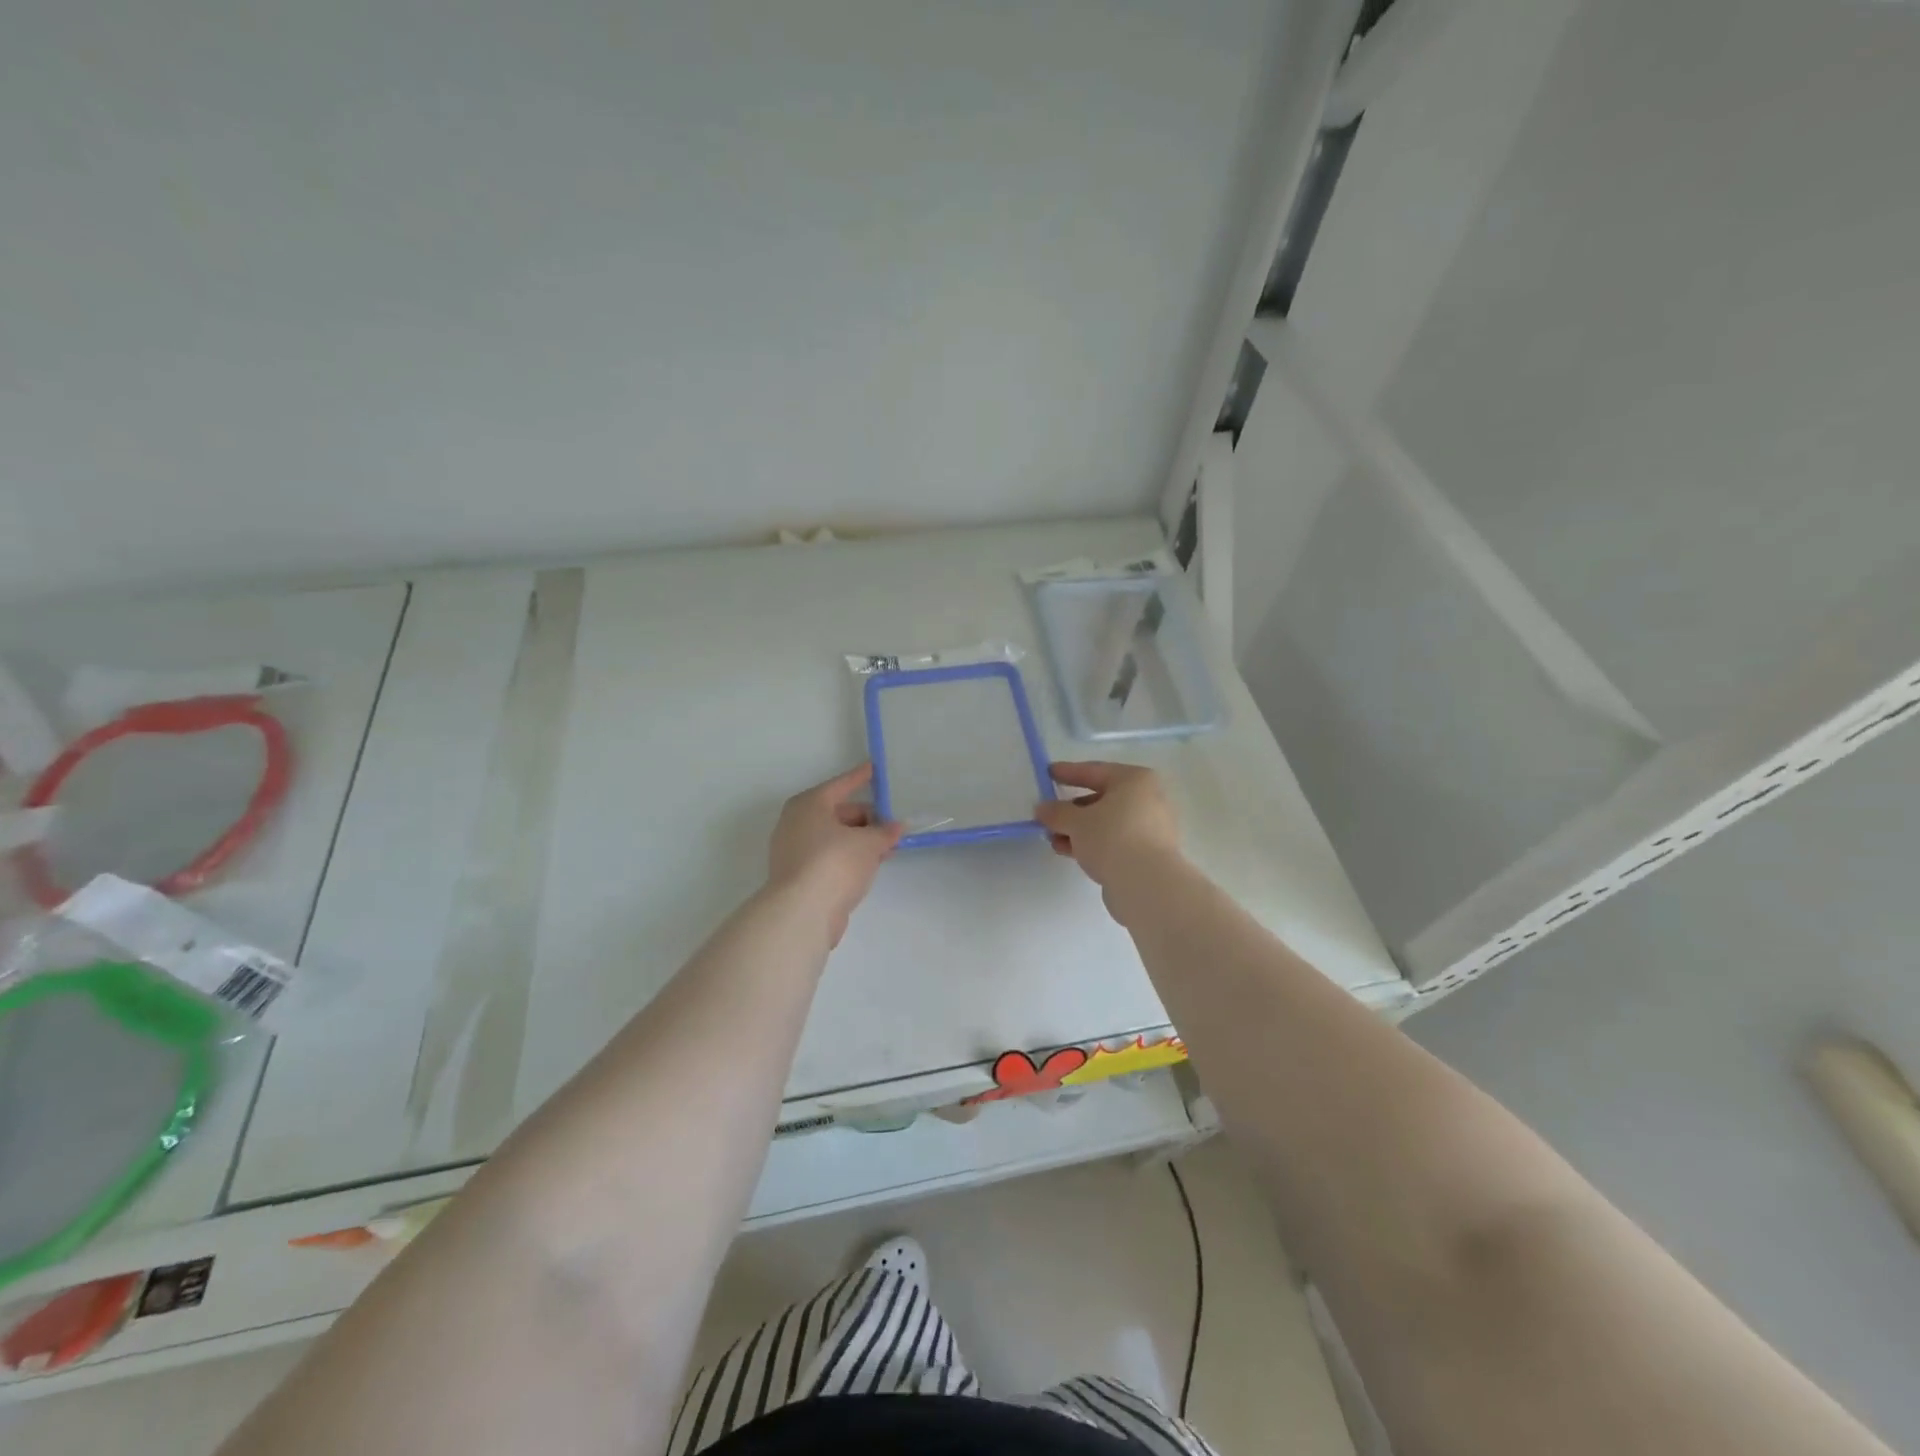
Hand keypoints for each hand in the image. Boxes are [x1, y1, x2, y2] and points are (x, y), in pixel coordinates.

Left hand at [766, 763, 903, 946]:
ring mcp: (794, 851)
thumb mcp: (868, 843)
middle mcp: (796, 823)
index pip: (841, 785)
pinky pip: (829, 858)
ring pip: (835, 838)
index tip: (874, 768)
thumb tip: (897, 827)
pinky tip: (869, 867)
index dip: (860, 777)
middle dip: (868, 819)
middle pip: (838, 813)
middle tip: (893, 828)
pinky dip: (848, 858)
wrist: (802, 912)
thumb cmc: (834, 863)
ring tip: (887, 849)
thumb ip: (885, 832)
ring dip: (861, 842)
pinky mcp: (798, 876)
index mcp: (809, 805)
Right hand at [1035, 762, 1181, 893]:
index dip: (1068, 772)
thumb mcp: (1076, 822)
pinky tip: (1069, 852)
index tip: (1049, 773)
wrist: (1146, 884)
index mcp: (1135, 780)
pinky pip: (1114, 840)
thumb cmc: (1112, 838)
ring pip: (1107, 823)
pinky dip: (1093, 843)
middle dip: (1071, 809)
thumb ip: (1057, 812)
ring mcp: (1151, 827)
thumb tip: (1042, 809)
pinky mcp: (1149, 853)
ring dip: (1078, 830)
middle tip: (1048, 815)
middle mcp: (1148, 799)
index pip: (1094, 771)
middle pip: (1102, 799)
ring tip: (1053, 839)